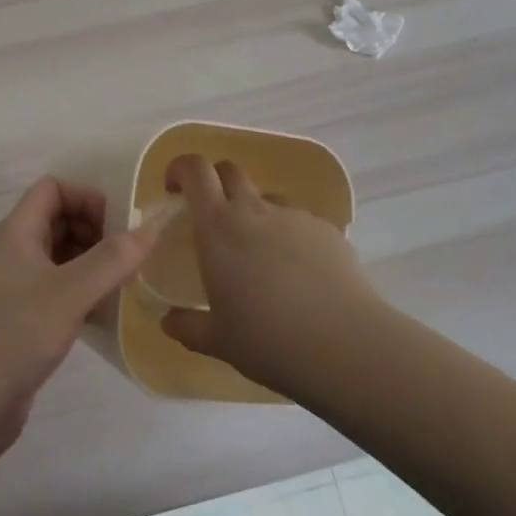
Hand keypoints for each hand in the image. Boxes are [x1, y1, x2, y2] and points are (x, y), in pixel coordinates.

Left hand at [0, 177, 159, 454]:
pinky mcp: (17, 324)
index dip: (86, 198)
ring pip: (57, 260)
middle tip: (126, 259)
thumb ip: (112, 259)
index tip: (117, 227)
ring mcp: (12, 290)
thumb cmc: (12, 336)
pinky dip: (79, 297)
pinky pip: (54, 294)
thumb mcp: (69, 293)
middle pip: (57, 221)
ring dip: (90, 266)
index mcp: (16, 232)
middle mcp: (12, 253)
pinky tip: (102, 319)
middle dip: (94, 232)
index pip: (53, 189)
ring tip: (121, 287)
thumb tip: (152, 226)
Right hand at [158, 154, 386, 397]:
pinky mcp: (327, 230)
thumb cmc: (269, 341)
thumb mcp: (219, 341)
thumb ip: (188, 326)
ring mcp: (294, 216)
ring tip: (261, 259)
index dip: (181, 169)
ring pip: (266, 199)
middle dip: (216, 183)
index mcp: (219, 226)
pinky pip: (299, 223)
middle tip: (213, 219)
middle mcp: (254, 209)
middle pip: (230, 170)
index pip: (195, 170)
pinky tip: (300, 277)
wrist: (347, 346)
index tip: (174, 189)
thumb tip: (168, 321)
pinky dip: (289, 238)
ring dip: (255, 215)